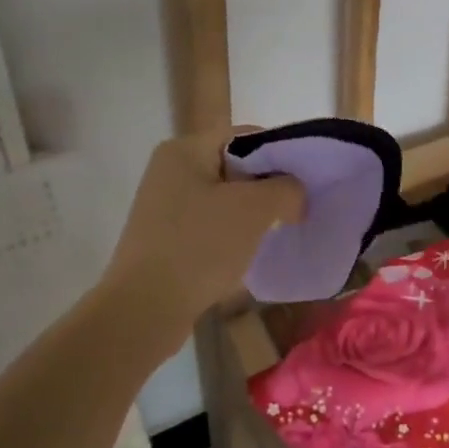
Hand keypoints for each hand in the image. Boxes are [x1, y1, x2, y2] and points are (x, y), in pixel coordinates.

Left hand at [102, 130, 304, 351]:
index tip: (305, 181)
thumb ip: (286, 188)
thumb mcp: (254, 209)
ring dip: (251, 213)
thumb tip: (295, 192)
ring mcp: (164, 206)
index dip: (280, 154)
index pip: (246, 136)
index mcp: (185, 150)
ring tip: (275, 232)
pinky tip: (247, 253)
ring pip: (224, 198)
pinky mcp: (163, 238)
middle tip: (295, 208)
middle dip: (267, 186)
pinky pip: (209, 224)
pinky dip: (231, 234)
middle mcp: (170, 170)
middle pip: (235, 166)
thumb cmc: (200, 246)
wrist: (143, 311)